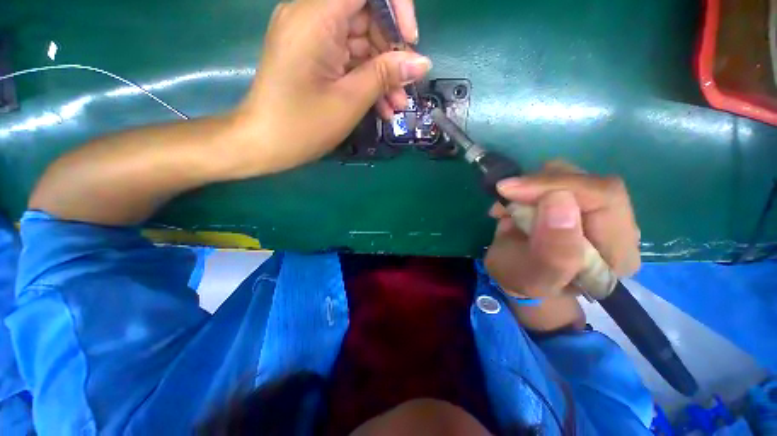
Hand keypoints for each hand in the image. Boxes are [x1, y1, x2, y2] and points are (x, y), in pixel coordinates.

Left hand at [232, 0, 430, 175]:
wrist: (265, 144)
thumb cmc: (304, 125)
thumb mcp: (350, 100)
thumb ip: (386, 75)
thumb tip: (422, 62)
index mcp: (316, 17)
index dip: (396, 8)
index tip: (410, 42)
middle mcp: (311, 17)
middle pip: (366, 17)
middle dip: (391, 54)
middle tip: (406, 89)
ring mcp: (312, 38)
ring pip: (361, 44)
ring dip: (382, 74)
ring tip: (396, 106)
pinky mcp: (313, 57)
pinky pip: (348, 59)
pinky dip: (366, 80)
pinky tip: (381, 107)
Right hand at [485, 161, 640, 298]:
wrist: (514, 273)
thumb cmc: (523, 280)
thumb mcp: (534, 278)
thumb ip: (553, 251)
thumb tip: (559, 200)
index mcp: (618, 252)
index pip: (605, 198)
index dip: (558, 186)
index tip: (512, 190)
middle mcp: (615, 225)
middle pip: (589, 181)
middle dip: (541, 184)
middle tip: (506, 193)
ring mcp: (592, 207)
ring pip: (570, 173)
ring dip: (530, 186)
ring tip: (506, 208)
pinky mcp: (571, 197)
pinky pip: (552, 175)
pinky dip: (524, 186)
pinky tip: (510, 205)